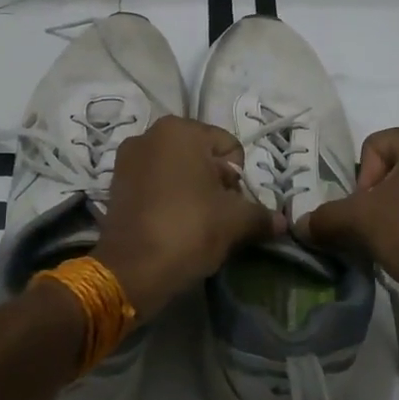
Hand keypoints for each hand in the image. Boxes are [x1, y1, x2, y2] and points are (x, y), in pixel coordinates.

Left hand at [92, 116, 282, 318]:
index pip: (229, 147)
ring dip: (192, 190)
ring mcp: (128, 158)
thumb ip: (261, 215)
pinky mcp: (115, 184)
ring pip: (177, 170)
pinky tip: (173, 224)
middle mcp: (150, 134)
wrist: (132, 269)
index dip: (238, 178)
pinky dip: (168, 198)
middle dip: (215, 183)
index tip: (232, 205)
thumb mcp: (235, 221)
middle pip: (201, 156)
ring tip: (196, 222)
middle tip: (218, 216)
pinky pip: (154, 183)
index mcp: (180, 130)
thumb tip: (282, 222)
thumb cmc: (189, 229)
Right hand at [298, 124, 398, 324]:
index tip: (368, 214)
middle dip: (378, 197)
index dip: (361, 182)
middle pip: (394, 166)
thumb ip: (325, 217)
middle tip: (377, 228)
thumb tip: (299, 225)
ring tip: (395, 241)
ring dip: (398, 210)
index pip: (374, 147)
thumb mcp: (361, 221)